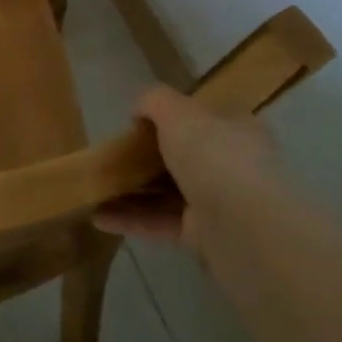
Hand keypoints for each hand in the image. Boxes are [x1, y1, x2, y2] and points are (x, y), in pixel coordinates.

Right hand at [94, 85, 273, 251]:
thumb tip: (139, 110)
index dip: (169, 118)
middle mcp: (231, 166)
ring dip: (131, 190)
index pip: (202, 120)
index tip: (135, 124)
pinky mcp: (204, 239)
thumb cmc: (215, 157)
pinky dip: (131, 220)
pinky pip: (161, 223)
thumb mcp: (178, 112)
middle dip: (145, 157)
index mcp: (235, 130)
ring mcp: (218, 204)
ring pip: (167, 192)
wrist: (247, 230)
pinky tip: (98, 216)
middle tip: (111, 157)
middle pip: (181, 157)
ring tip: (94, 188)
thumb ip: (154, 101)